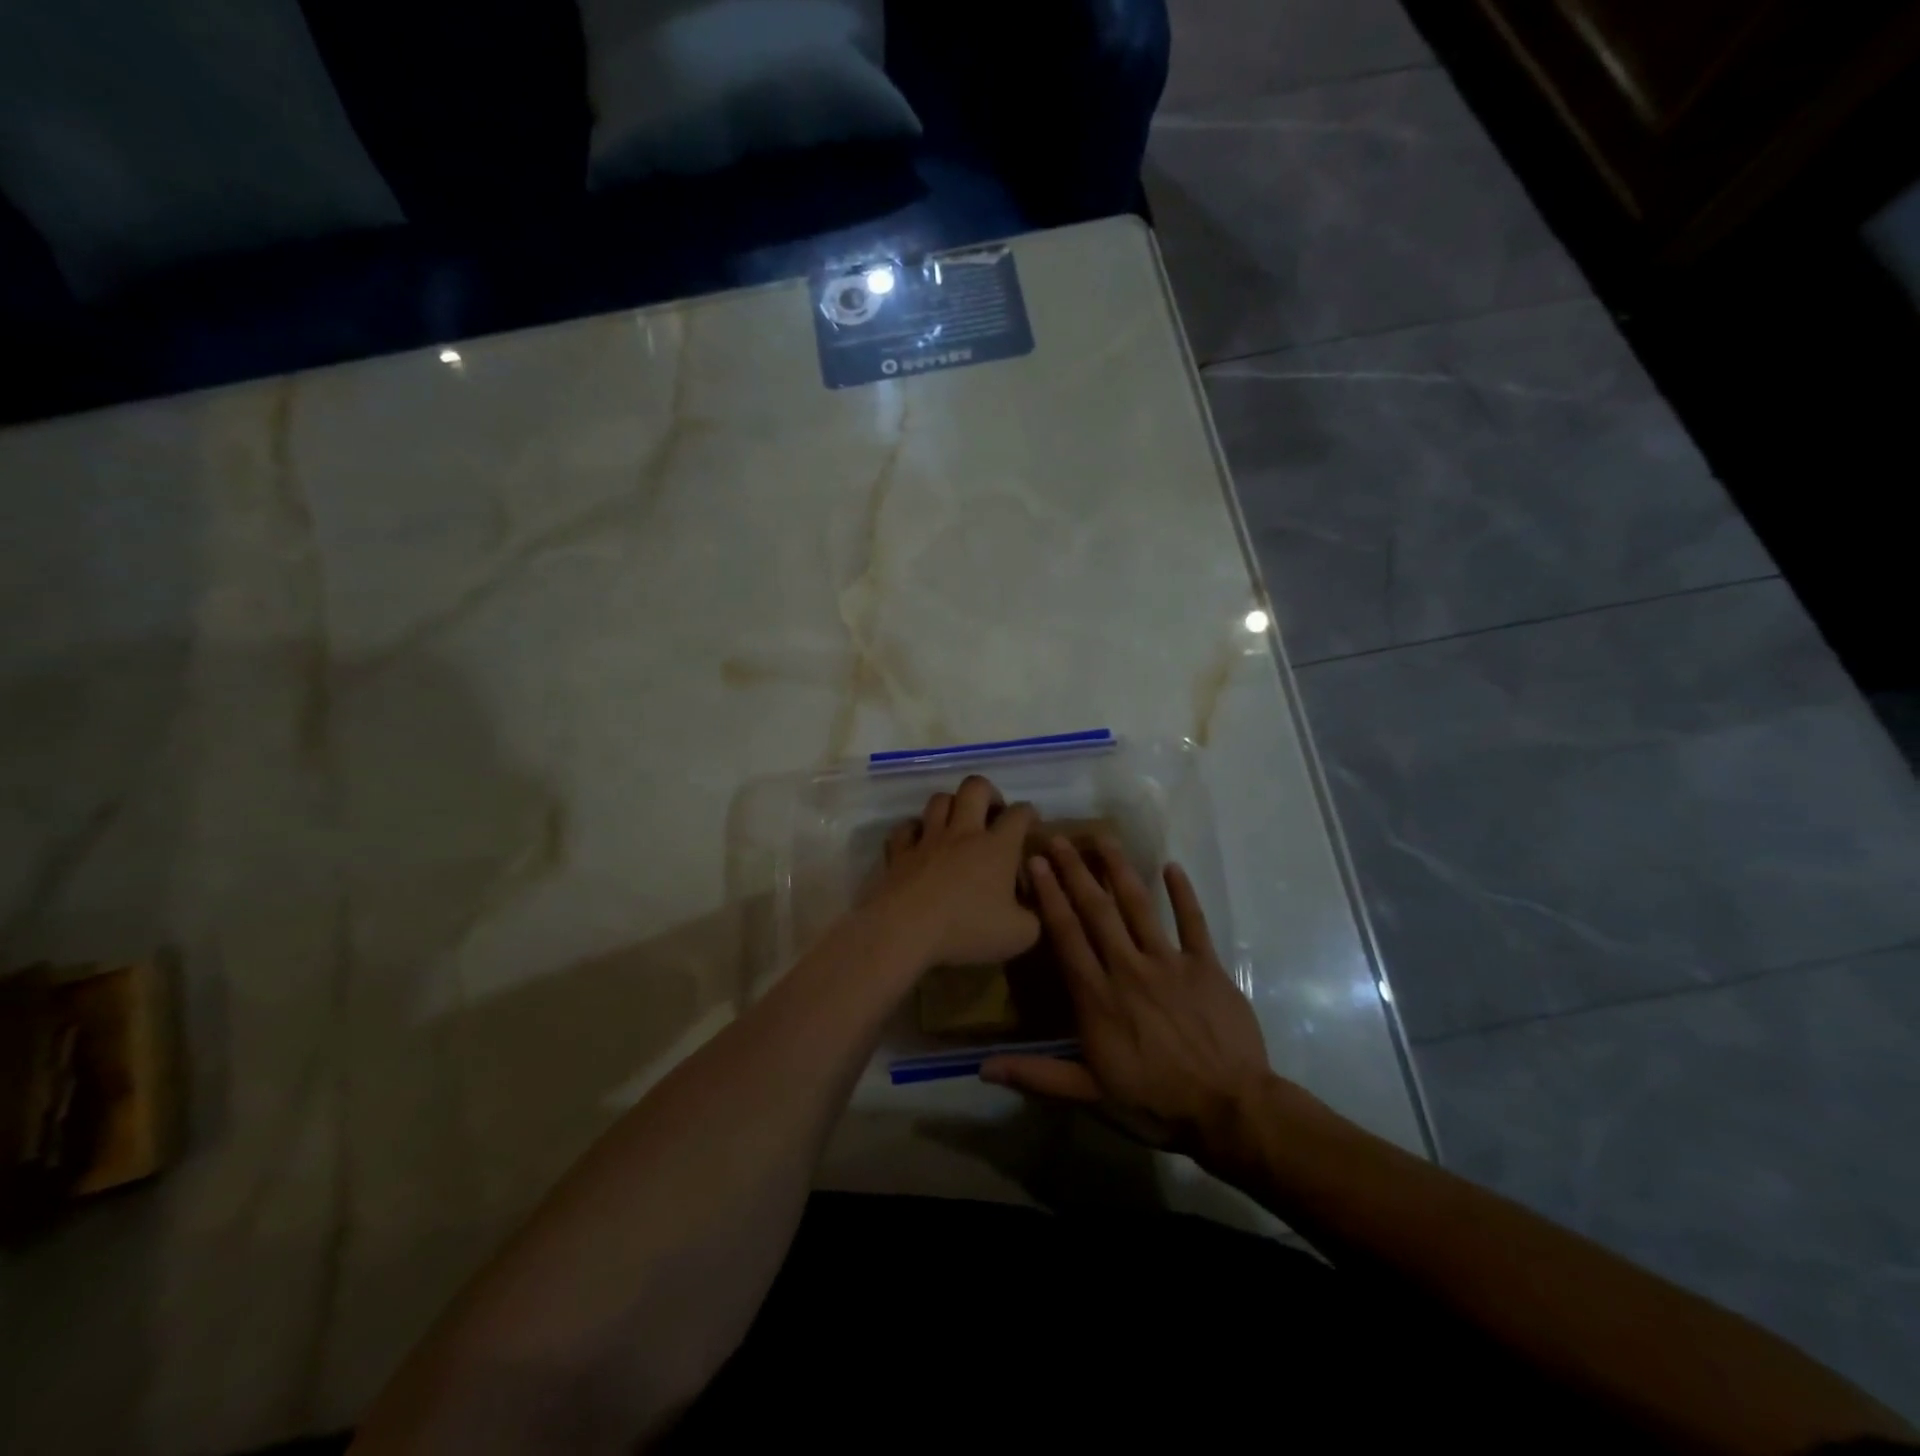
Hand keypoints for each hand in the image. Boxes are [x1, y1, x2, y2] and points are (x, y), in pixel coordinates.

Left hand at [871, 775, 1039, 968]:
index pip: (1019, 814)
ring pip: (939, 799)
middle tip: (992, 813)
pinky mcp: (900, 852)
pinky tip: (919, 842)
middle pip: (976, 787)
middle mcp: (963, 833)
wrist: (905, 930)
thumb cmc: (966, 929)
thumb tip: (1031, 911)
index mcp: (997, 847)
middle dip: (989, 792)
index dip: (1029, 813)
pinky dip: (914, 830)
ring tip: (957, 824)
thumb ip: (1033, 919)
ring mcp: (928, 839)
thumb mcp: (1019, 935)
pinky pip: (905, 828)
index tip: (1031, 824)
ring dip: (951, 805)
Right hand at [981, 836, 1274, 1158]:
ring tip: (1102, 838)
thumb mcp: (1090, 1093)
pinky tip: (1171, 867)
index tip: (1035, 864)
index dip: (1049, 896)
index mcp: (1097, 997)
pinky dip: (1183, 894)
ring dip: (1118, 870)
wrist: (1230, 1109)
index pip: (1066, 936)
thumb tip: (982, 1069)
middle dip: (1075, 872)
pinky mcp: (1206, 966)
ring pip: (1139, 906)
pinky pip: (1193, 922)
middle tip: (1058, 838)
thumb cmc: (1155, 1102)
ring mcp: (1170, 963)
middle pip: (1096, 911)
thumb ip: (1038, 1074)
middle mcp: (1128, 969)